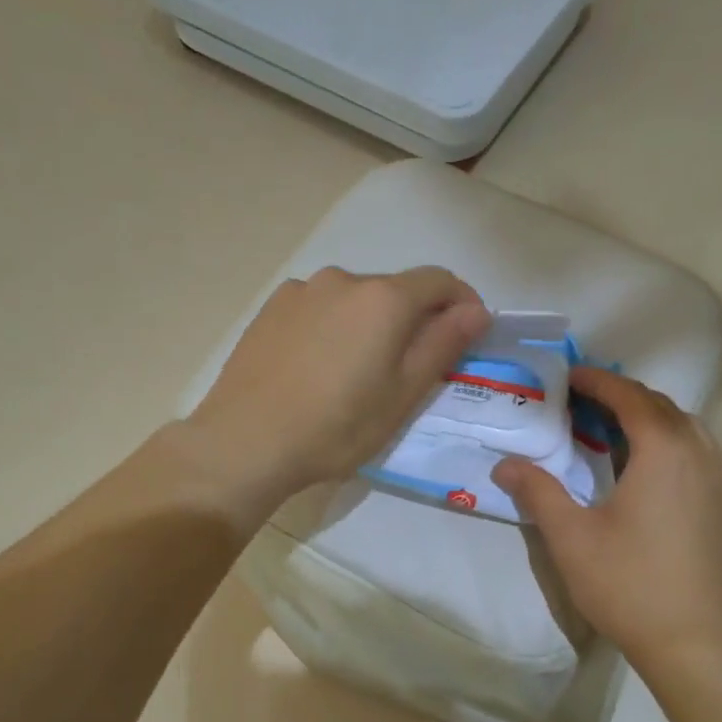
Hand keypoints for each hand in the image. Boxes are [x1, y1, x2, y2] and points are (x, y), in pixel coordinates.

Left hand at [183, 265, 489, 509]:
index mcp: (383, 298)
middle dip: (414, 319)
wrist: (245, 441)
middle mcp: (343, 279)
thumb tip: (476, 310)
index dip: (462, 303)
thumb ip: (442, 344)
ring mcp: (301, 290)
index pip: (439, 280)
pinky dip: (334, 326)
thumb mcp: (402, 394)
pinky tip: (318, 366)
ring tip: (357, 372)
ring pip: (354, 299)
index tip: (468, 334)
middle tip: (410, 368)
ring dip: (370, 323)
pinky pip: (319, 307)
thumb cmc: (336, 426)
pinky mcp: (271, 308)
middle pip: (395, 289)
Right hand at [492, 367, 721, 678]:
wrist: (693, 643)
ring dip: (646, 417)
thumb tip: (504, 464)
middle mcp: (699, 453)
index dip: (597, 382)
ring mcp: (719, 479)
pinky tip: (640, 466)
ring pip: (683, 427)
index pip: (630, 398)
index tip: (568, 376)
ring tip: (607, 428)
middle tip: (580, 401)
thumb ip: (537, 491)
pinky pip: (695, 451)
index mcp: (664, 451)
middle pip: (660, 406)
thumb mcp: (570, 536)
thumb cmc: (627, 583)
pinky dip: (665, 440)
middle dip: (621, 395)